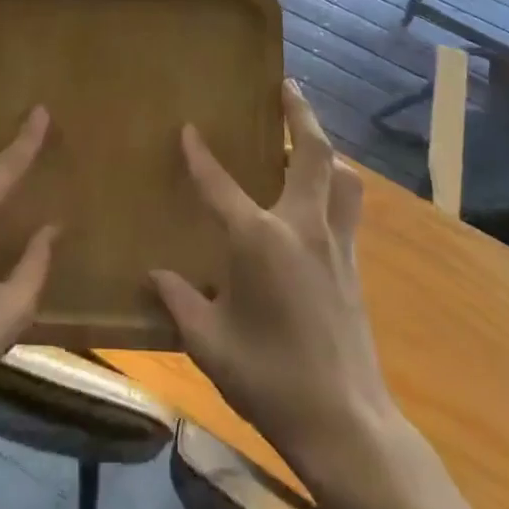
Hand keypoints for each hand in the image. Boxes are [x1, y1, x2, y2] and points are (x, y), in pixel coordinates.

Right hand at [151, 80, 393, 480]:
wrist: (345, 422)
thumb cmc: (269, 379)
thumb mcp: (209, 344)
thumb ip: (180, 301)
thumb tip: (154, 274)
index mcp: (259, 240)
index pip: (220, 184)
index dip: (200, 155)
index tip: (188, 128)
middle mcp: (302, 226)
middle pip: (311, 153)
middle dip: (299, 113)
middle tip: (286, 85)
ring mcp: (335, 243)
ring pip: (341, 176)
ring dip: (326, 149)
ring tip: (307, 139)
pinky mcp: (353, 264)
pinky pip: (348, 207)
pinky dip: (335, 186)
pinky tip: (321, 199)